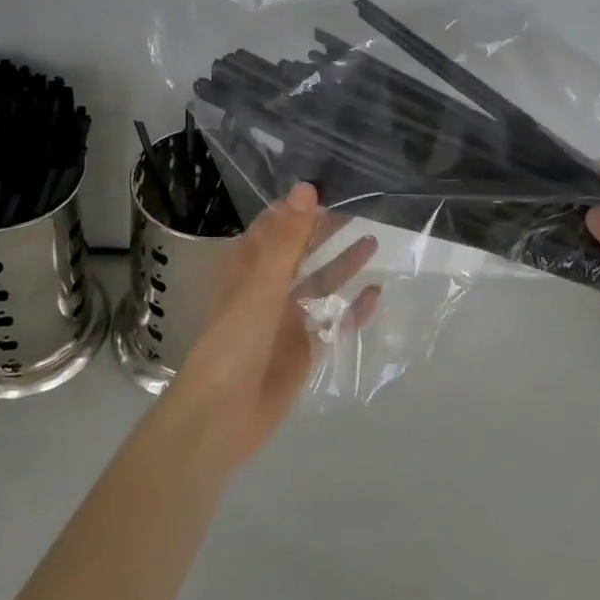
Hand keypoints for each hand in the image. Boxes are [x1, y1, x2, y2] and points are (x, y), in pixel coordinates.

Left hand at [167, 183, 379, 469]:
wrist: (223, 415)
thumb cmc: (235, 341)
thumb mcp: (262, 284)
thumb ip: (287, 238)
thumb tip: (307, 186)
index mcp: (248, 269)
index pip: (275, 227)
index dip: (300, 207)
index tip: (331, 184)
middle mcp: (267, 290)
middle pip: (301, 253)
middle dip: (326, 231)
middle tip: (362, 207)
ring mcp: (287, 321)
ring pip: (319, 284)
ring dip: (343, 264)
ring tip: (374, 242)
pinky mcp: (304, 351)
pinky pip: (333, 323)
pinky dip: (352, 309)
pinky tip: (375, 294)